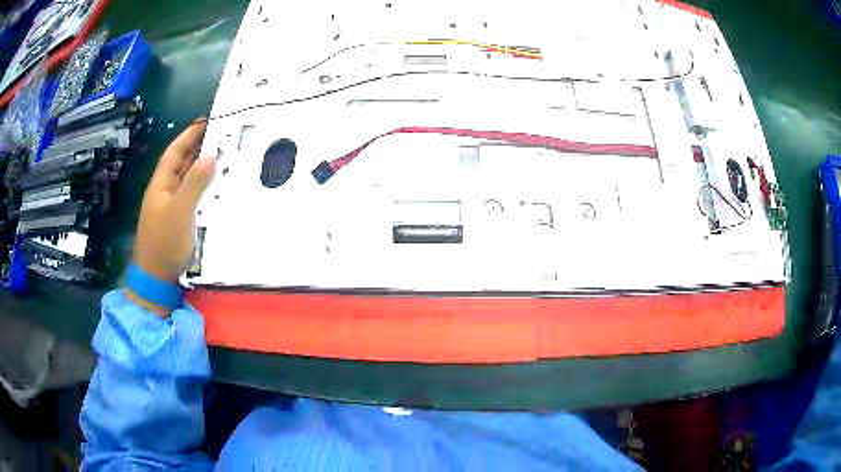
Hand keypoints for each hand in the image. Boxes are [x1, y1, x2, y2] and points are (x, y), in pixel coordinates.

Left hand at [133, 120, 215, 283]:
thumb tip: (211, 155)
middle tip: (222, 135)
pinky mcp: (178, 220)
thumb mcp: (180, 212)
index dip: (189, 135)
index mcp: (161, 185)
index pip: (175, 152)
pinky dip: (203, 187)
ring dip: (202, 167)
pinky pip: (191, 195)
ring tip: (224, 155)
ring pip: (187, 179)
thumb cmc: (165, 244)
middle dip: (198, 147)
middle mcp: (164, 191)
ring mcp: (170, 207)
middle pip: (181, 163)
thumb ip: (194, 183)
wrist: (156, 280)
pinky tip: (215, 187)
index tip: (207, 120)